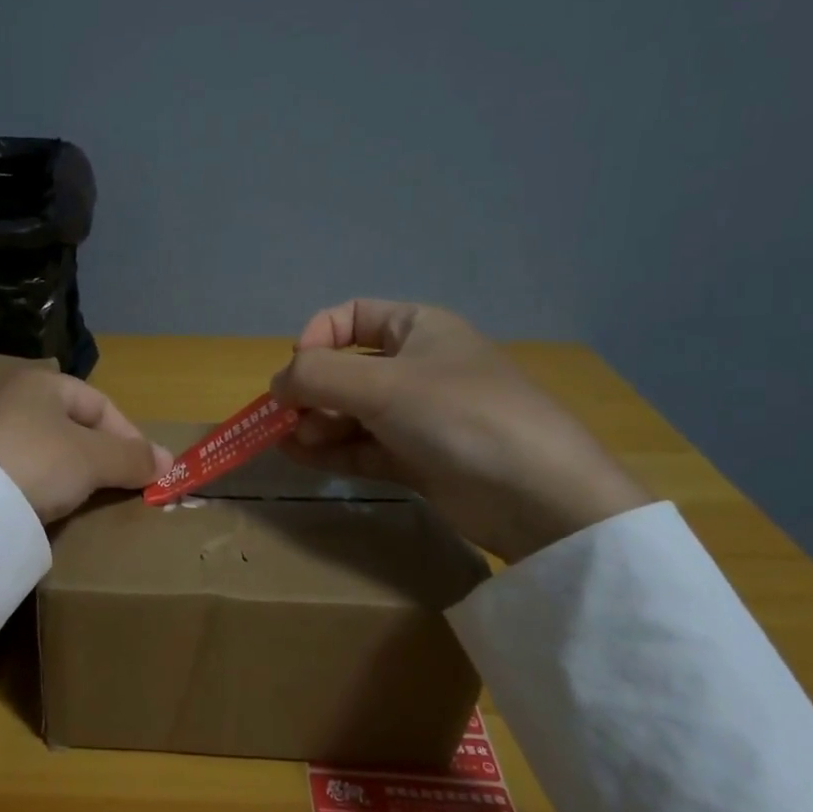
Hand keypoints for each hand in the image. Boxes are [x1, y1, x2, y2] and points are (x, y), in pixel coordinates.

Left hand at [0, 371, 172, 522]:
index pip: (99, 403)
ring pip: (43, 451)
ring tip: (84, 501)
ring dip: (68, 474)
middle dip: (99, 456)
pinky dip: (37, 486)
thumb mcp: (92, 458)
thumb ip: (131, 458)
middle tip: (118, 487)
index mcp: (40, 382)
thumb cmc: (37, 460)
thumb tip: (168, 461)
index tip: (146, 470)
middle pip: (70, 426)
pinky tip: (44, 507)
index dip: (129, 435)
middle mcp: (9, 397)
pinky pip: (17, 471)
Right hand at [270, 300, 650, 562]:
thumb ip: (317, 375)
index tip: (295, 370)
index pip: (351, 316)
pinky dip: (332, 451)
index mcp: (418, 329)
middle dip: (310, 391)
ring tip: (290, 443)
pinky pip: (363, 447)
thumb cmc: (459, 416)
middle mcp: (417, 367)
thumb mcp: (381, 384)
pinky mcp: (418, 459)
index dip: (316, 337)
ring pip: (350, 412)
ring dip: (316, 424)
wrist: (536, 494)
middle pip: (345, 368)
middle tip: (285, 420)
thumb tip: (276, 384)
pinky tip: (303, 458)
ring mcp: (418, 416)